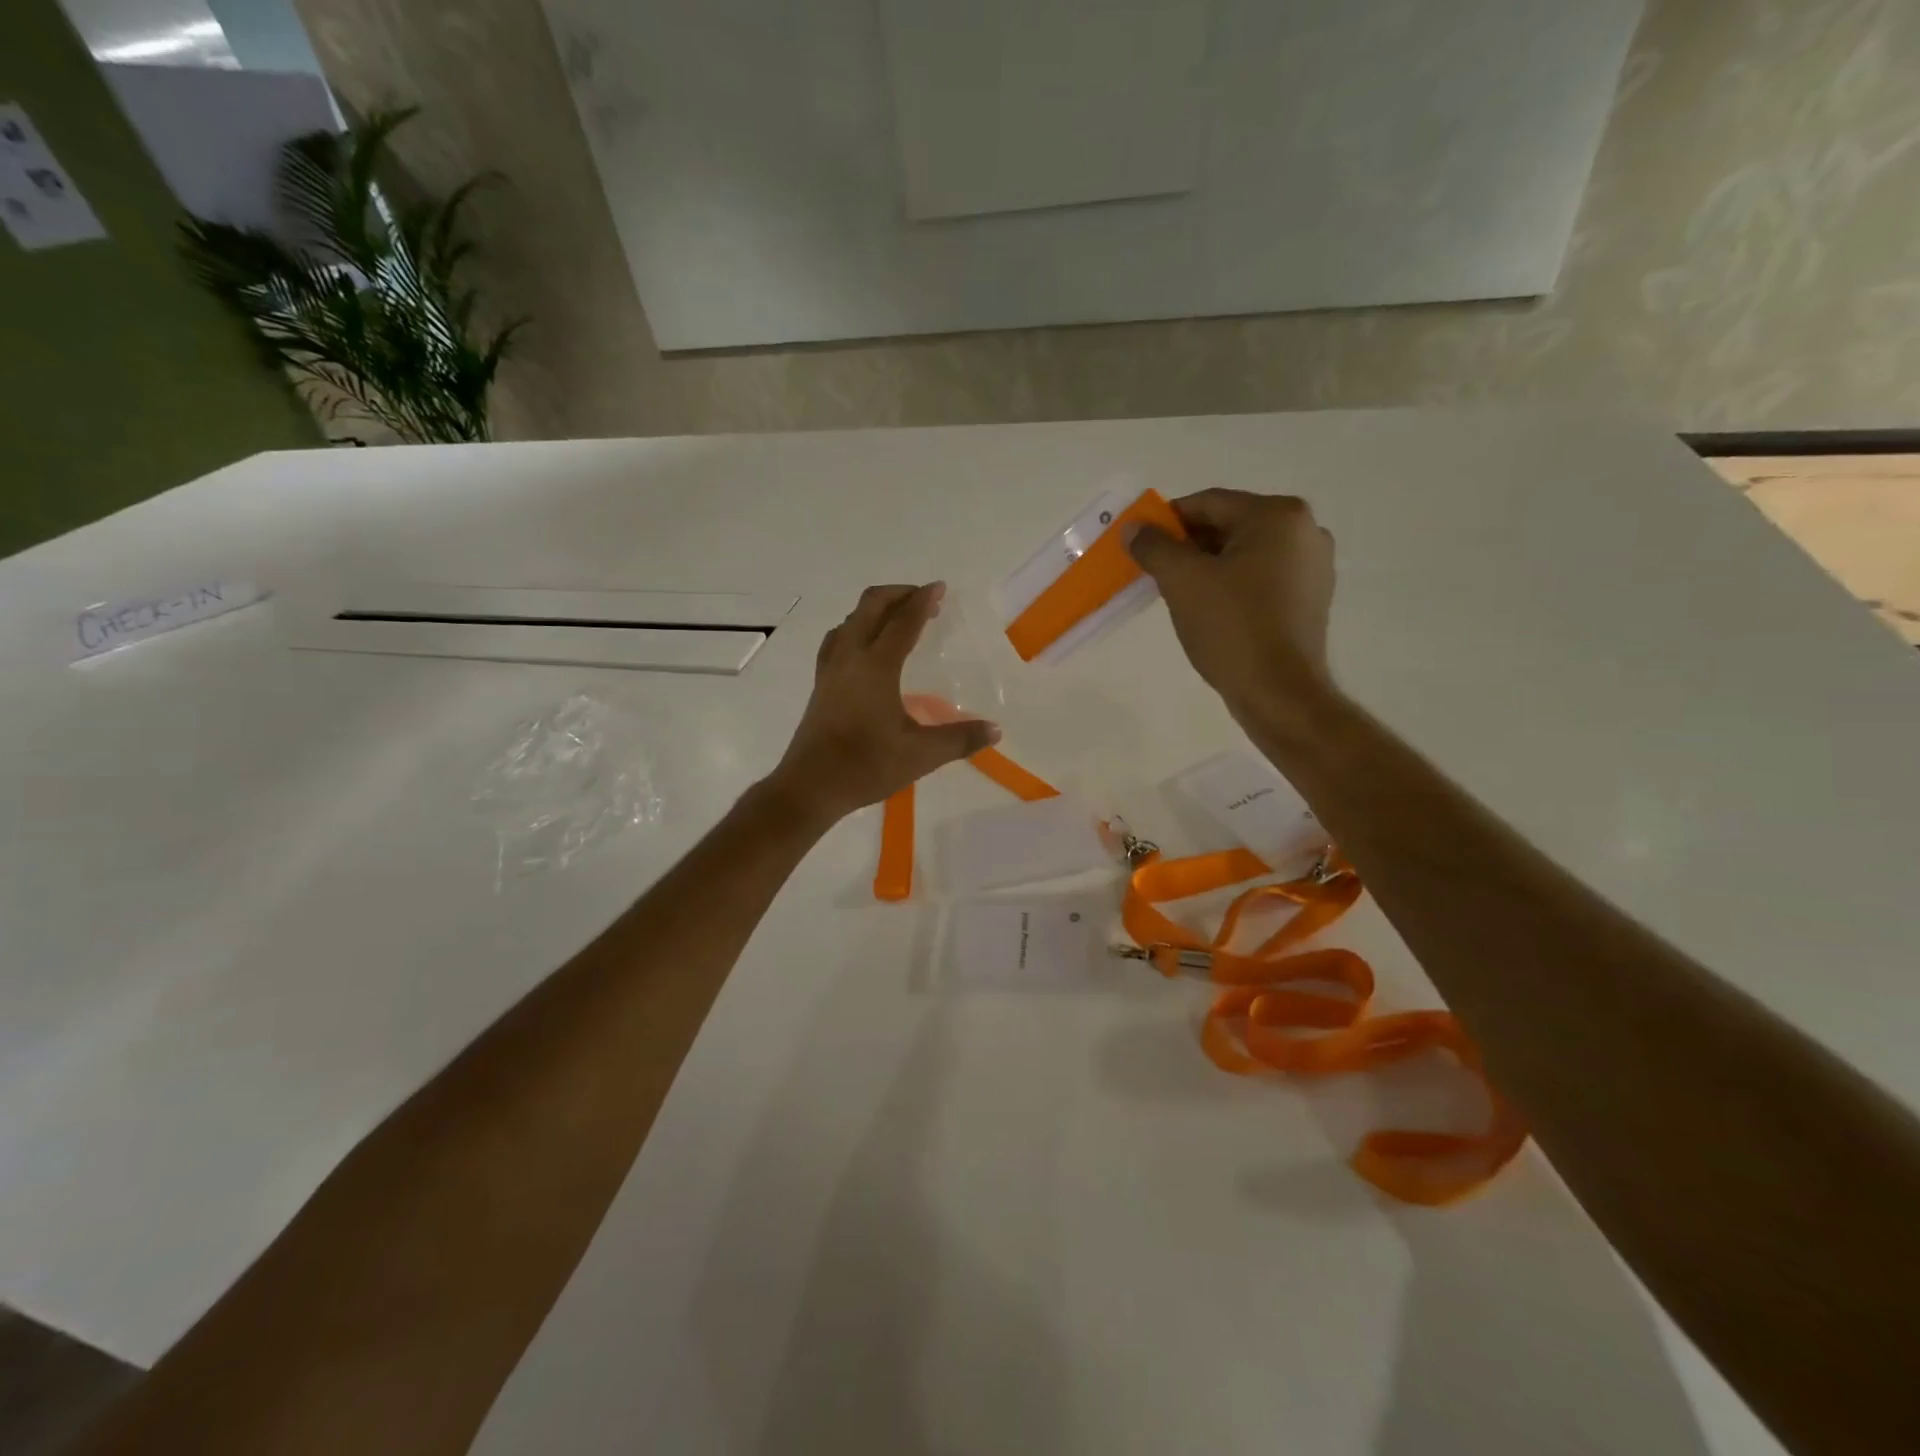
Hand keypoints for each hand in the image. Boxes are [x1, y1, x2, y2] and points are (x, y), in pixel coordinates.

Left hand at [765, 583, 999, 824]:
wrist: (811, 786)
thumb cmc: (866, 766)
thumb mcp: (921, 755)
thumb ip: (960, 739)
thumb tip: (995, 730)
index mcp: (877, 666)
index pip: (903, 622)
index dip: (922, 601)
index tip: (939, 588)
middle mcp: (851, 657)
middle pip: (870, 607)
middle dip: (898, 594)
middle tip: (923, 599)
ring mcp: (830, 669)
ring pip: (850, 620)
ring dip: (874, 609)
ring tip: (896, 617)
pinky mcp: (820, 684)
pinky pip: (837, 639)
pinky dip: (855, 628)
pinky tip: (861, 645)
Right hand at [1128, 489, 1337, 726]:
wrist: (1279, 692)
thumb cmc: (1231, 627)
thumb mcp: (1182, 581)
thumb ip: (1154, 546)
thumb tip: (1134, 528)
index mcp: (1278, 516)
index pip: (1208, 503)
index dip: (1166, 520)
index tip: (1139, 542)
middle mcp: (1304, 532)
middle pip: (1229, 527)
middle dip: (1187, 546)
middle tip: (1153, 570)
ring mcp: (1313, 567)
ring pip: (1244, 555)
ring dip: (1207, 567)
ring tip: (1177, 594)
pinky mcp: (1310, 600)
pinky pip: (1260, 579)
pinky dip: (1231, 586)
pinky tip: (1209, 611)